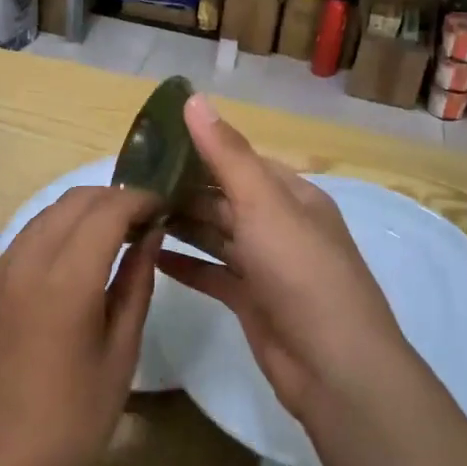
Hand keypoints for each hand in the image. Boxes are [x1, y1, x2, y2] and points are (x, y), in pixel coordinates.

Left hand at [0, 185, 160, 465]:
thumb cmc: (73, 421)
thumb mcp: (121, 353)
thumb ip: (136, 283)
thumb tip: (150, 234)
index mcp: (65, 281)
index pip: (107, 210)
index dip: (140, 199)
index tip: (165, 205)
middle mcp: (25, 262)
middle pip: (74, 201)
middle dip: (114, 197)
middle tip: (145, 217)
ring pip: (47, 214)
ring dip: (84, 211)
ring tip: (116, 234)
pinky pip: (26, 239)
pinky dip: (57, 232)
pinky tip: (77, 259)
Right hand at [158, 96, 409, 420]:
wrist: (334, 367)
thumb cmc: (300, 271)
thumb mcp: (263, 203)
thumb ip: (226, 154)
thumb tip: (194, 98)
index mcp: (292, 195)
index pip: (241, 160)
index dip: (201, 148)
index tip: (153, 142)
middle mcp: (281, 225)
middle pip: (226, 198)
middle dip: (184, 189)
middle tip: (132, 182)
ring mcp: (267, 265)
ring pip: (218, 235)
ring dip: (182, 224)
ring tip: (134, 214)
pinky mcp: (252, 301)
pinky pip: (213, 274)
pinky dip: (187, 265)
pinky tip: (152, 257)